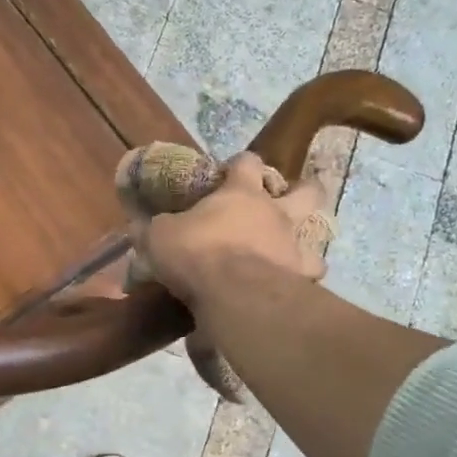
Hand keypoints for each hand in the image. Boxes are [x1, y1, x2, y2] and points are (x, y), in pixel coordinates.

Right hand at [138, 154, 327, 316]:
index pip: (247, 162)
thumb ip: (153, 229)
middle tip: (286, 199)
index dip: (241, 163)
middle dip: (301, 190)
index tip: (231, 171)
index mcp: (240, 193)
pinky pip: (310, 274)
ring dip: (306, 238)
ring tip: (290, 249)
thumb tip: (139, 226)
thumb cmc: (196, 253)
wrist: (235, 294)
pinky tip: (291, 285)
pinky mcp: (302, 277)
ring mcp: (294, 244)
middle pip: (305, 190)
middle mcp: (275, 212)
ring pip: (317, 232)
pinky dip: (302, 278)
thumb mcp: (159, 237)